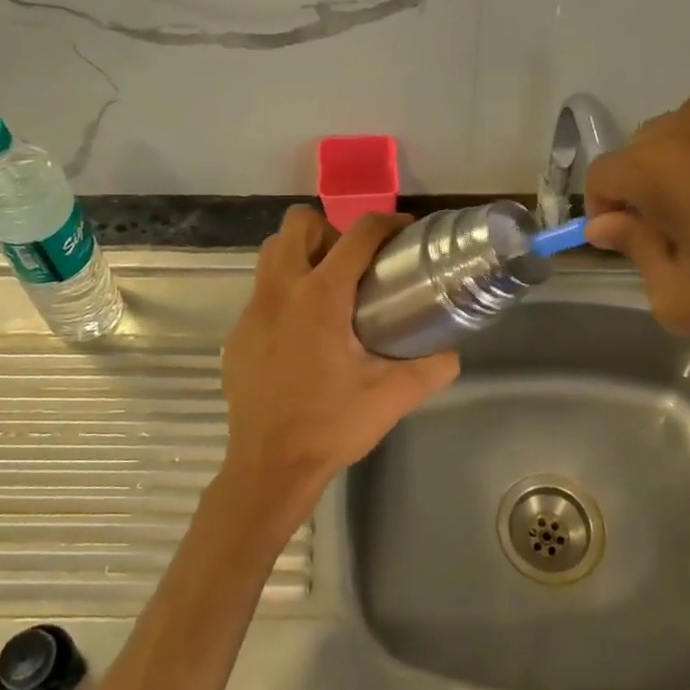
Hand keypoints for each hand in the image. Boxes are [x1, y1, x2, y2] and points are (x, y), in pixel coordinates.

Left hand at [220, 206, 459, 525]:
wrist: (269, 466)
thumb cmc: (331, 426)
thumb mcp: (391, 397)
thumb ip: (430, 369)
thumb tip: (451, 352)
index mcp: (321, 297)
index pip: (357, 234)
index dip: (387, 223)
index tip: (404, 232)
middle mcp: (281, 291)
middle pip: (298, 223)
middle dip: (329, 231)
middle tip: (354, 266)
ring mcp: (253, 311)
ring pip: (273, 252)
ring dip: (302, 255)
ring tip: (328, 290)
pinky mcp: (238, 334)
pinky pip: (262, 291)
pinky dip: (285, 293)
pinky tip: (304, 334)